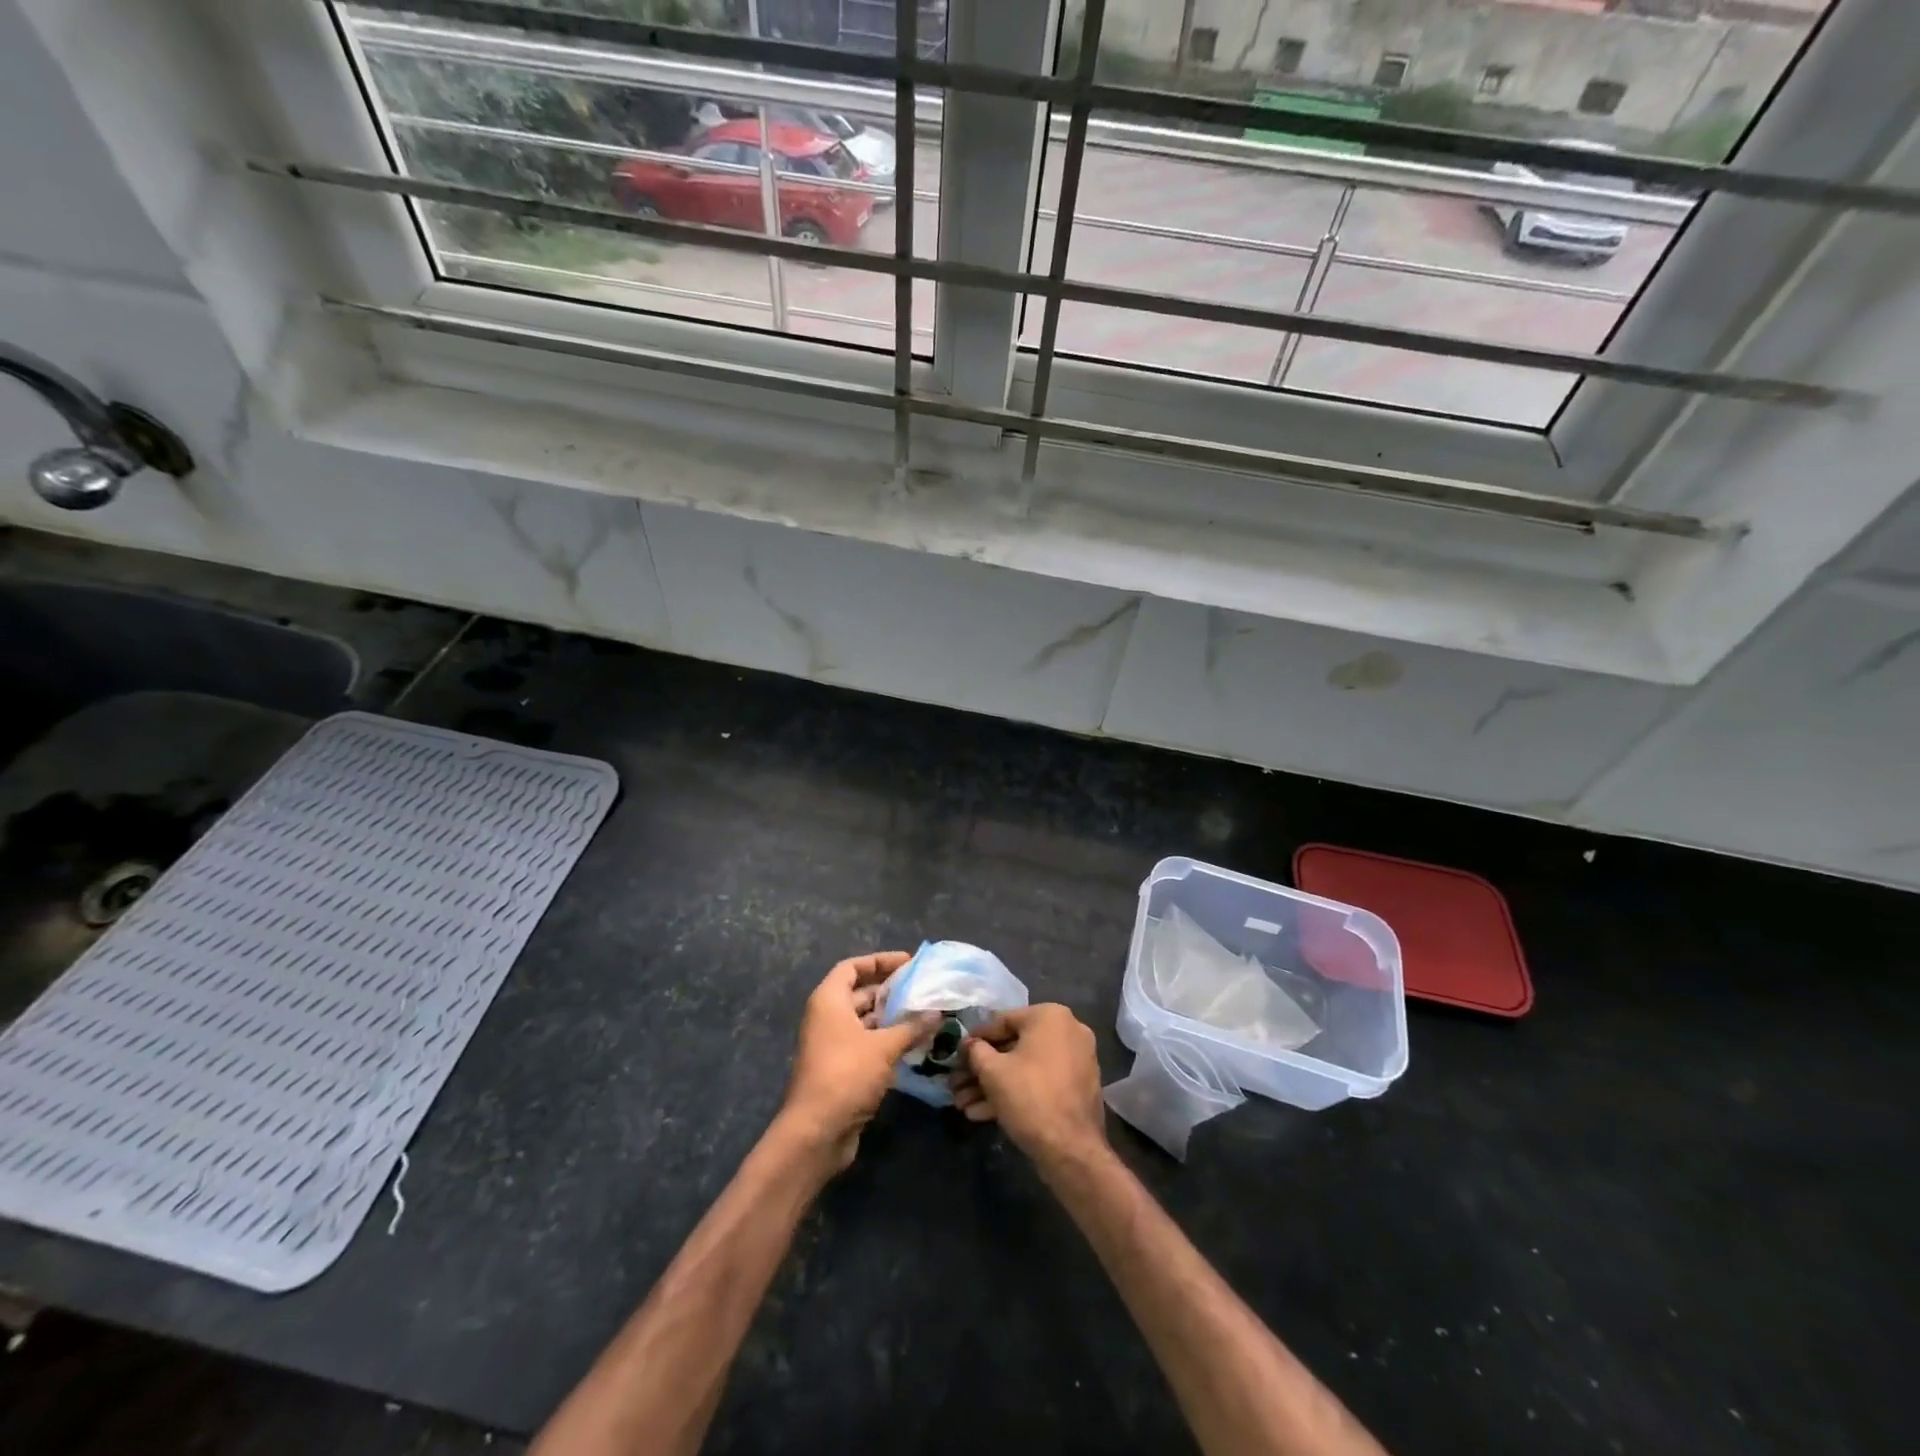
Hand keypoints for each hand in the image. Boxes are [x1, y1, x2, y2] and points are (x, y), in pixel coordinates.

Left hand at [779, 952, 936, 1171]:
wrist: (816, 1132)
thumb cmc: (846, 1075)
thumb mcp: (884, 1047)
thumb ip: (911, 1027)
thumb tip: (937, 1013)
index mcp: (829, 1001)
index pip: (852, 967)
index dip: (879, 961)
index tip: (908, 963)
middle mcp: (827, 1018)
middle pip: (859, 993)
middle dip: (890, 990)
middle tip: (922, 989)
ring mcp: (831, 1045)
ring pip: (864, 1021)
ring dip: (891, 1018)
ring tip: (923, 1015)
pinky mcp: (839, 1069)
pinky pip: (865, 1044)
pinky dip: (886, 1041)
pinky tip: (913, 1045)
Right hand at [949, 1004, 1106, 1166]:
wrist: (1072, 1151)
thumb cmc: (1029, 1098)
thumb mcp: (992, 1071)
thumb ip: (975, 1051)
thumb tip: (968, 1044)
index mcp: (1050, 1016)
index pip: (1002, 1021)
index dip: (975, 1040)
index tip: (956, 1055)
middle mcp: (1068, 1031)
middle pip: (1013, 1047)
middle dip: (982, 1069)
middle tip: (957, 1085)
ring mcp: (1076, 1060)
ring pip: (1025, 1067)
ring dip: (993, 1085)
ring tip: (964, 1105)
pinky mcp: (1076, 1087)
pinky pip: (1040, 1082)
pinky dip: (1015, 1092)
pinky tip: (983, 1113)